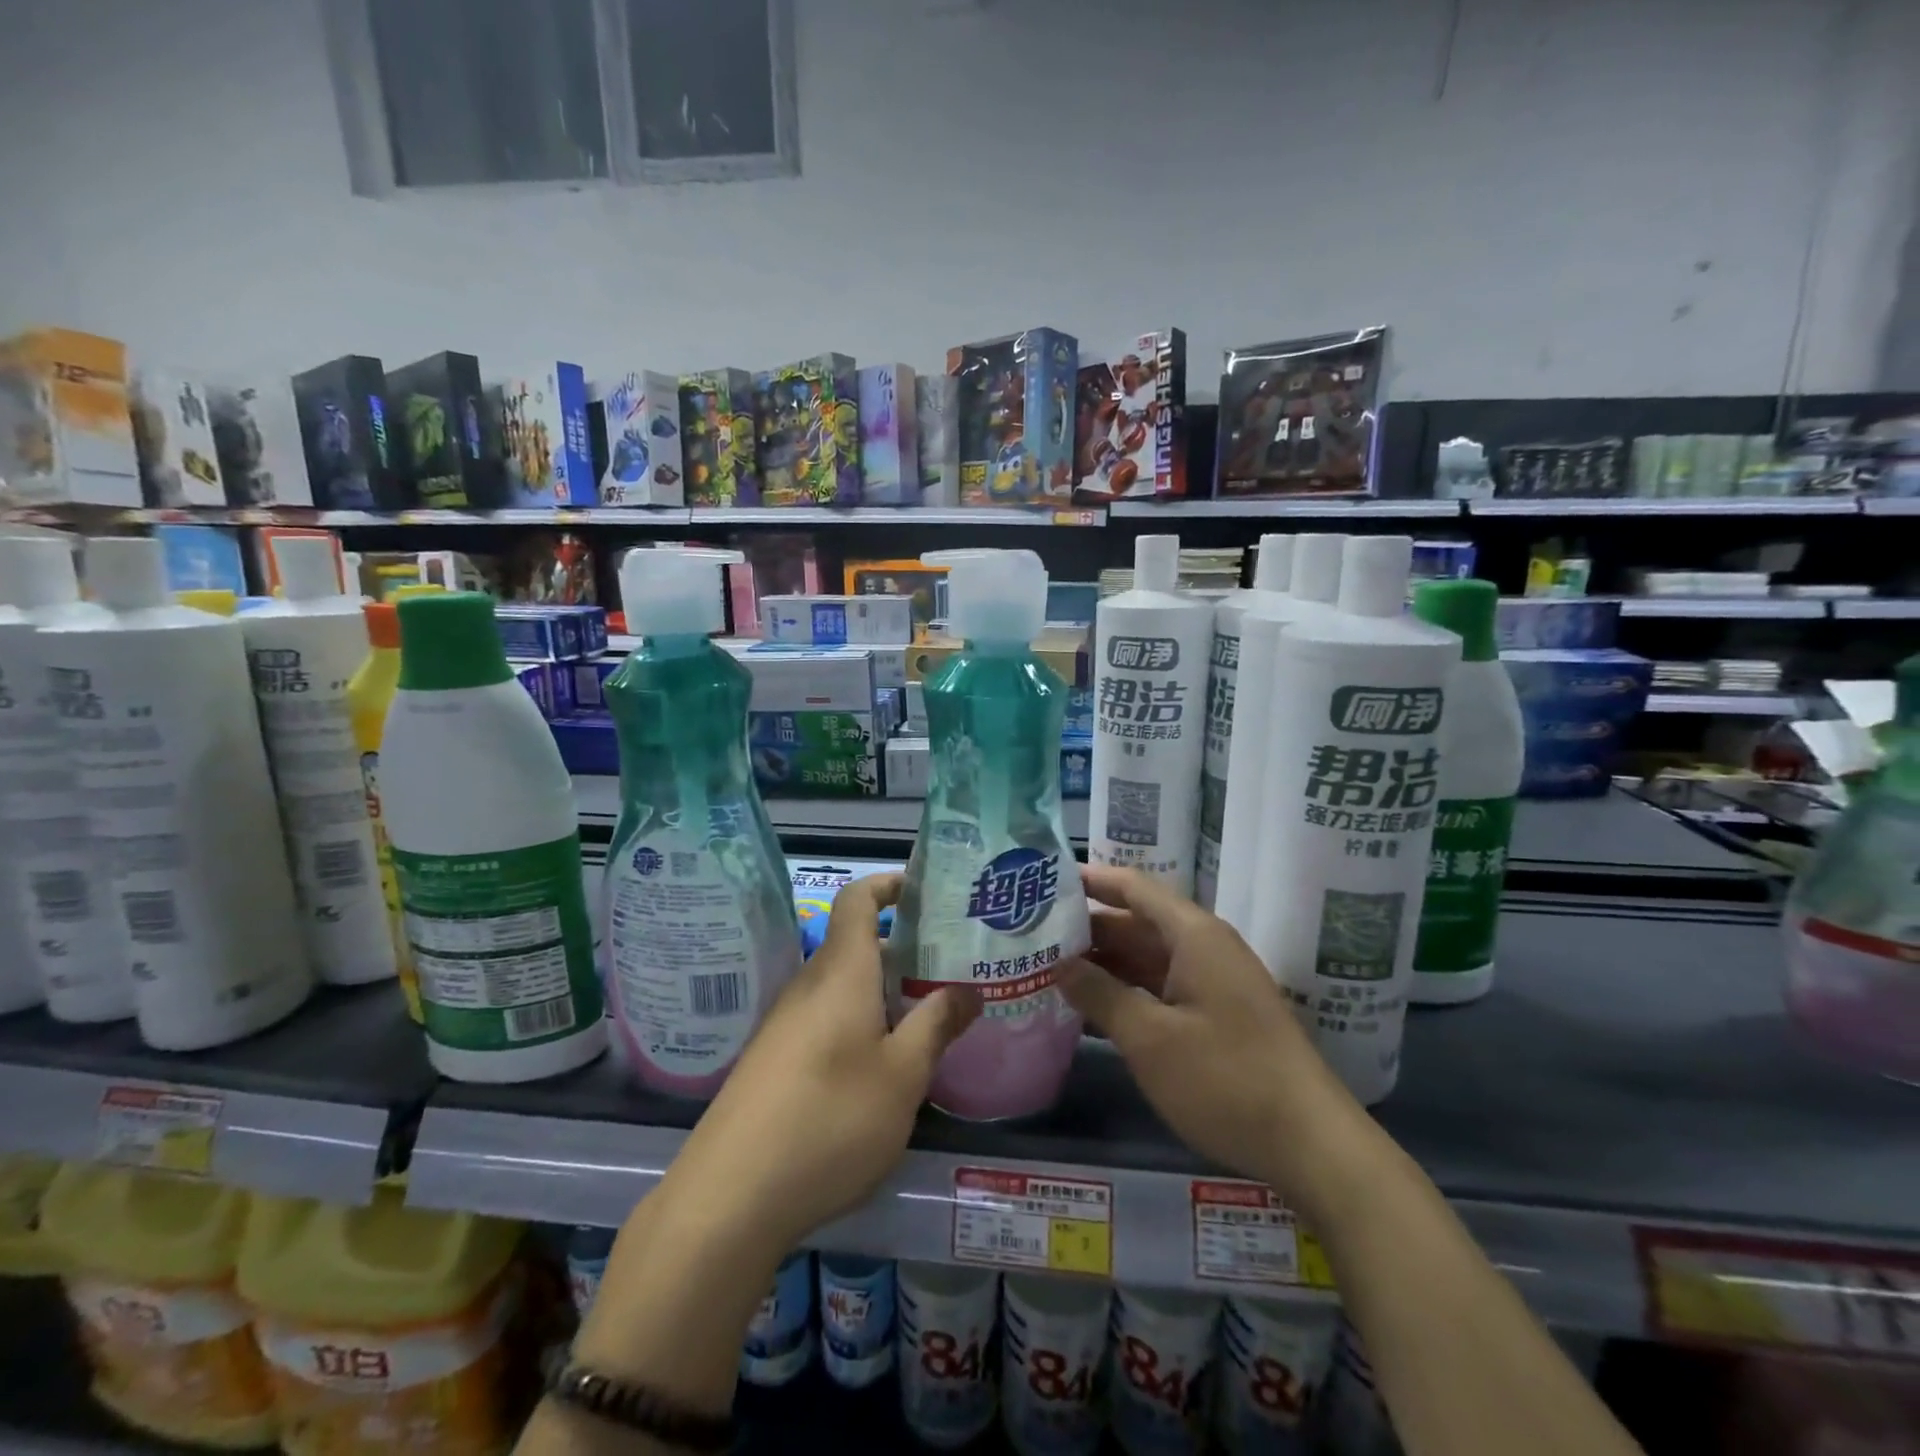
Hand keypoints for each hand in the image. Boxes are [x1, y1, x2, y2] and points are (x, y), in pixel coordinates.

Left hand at [663, 873, 981, 1251]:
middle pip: (856, 944)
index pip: (858, 899)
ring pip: (843, 986)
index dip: (890, 885)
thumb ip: (937, 1025)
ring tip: (928, 1018)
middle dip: (903, 950)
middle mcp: (809, 984)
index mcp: (841, 971)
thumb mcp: (902, 1075)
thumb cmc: (829, 1119)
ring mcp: (786, 1022)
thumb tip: (969, 989)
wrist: (729, 1196)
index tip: (927, 893)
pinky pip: (825, 1017)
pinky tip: (882, 1066)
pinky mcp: (774, 1058)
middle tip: (951, 970)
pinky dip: (860, 1021)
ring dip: (884, 991)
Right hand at [1058, 865, 1360, 1203]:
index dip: (1091, 879)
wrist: (1311, 1144)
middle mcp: (1205, 947)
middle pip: (1137, 922)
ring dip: (1105, 963)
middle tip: (1034, 933)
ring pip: (1148, 957)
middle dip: (1089, 927)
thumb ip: (1100, 994)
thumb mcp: (1150, 1038)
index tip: (1046, 879)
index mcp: (1193, 935)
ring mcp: (1215, 982)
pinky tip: (1092, 1009)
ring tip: (1051, 968)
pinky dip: (1128, 991)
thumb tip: (1059, 965)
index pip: (1134, 887)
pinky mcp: (1219, 1014)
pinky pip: (1163, 987)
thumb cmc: (1225, 1079)